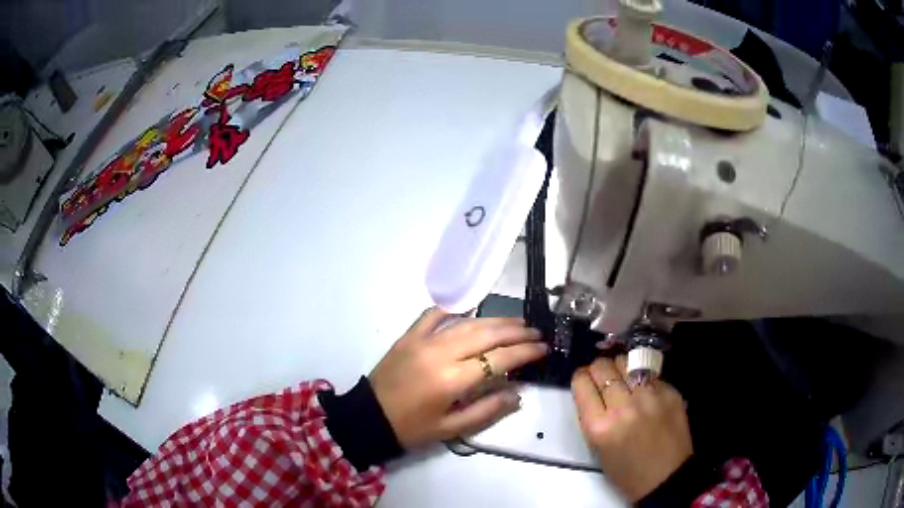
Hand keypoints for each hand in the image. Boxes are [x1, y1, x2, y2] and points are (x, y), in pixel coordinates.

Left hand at [369, 308, 547, 449]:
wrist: (369, 417)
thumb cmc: (411, 428)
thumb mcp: (451, 429)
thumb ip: (487, 411)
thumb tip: (517, 393)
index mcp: (452, 380)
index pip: (498, 359)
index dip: (524, 352)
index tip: (543, 348)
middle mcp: (440, 353)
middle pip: (486, 335)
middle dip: (515, 332)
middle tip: (535, 332)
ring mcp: (423, 340)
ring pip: (466, 323)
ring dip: (494, 320)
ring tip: (515, 322)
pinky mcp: (408, 336)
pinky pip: (433, 315)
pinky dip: (453, 310)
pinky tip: (469, 308)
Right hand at [572, 356, 691, 501]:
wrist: (666, 477)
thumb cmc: (626, 471)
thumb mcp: (597, 448)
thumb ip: (592, 416)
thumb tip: (591, 389)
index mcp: (599, 427)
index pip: (582, 383)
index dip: (581, 378)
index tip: (584, 381)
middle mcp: (623, 407)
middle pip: (603, 367)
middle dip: (598, 369)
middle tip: (602, 377)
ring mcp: (649, 397)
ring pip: (627, 362)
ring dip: (620, 368)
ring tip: (623, 378)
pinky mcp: (670, 392)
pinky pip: (649, 374)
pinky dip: (642, 378)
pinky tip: (644, 391)